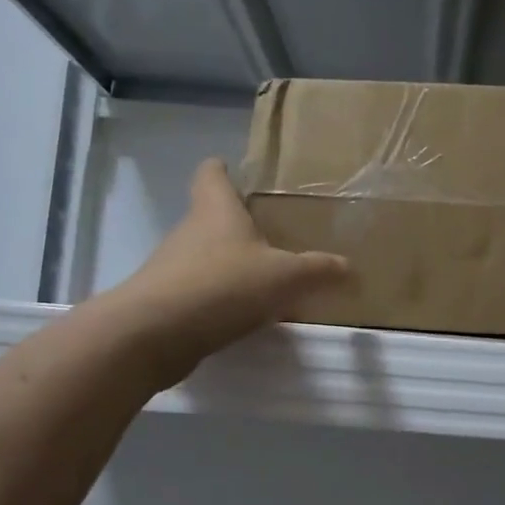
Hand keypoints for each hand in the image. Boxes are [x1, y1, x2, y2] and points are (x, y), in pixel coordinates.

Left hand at [114, 160, 346, 387]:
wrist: (154, 334)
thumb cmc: (223, 286)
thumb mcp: (284, 277)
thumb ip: (318, 270)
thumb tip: (350, 267)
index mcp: (216, 209)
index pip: (212, 172)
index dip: (224, 170)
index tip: (240, 174)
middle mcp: (190, 231)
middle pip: (212, 217)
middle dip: (240, 225)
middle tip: (275, 237)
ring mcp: (173, 266)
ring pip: (207, 256)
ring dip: (232, 266)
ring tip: (267, 282)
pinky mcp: (167, 301)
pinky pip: (201, 291)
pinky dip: (221, 299)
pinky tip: (245, 317)